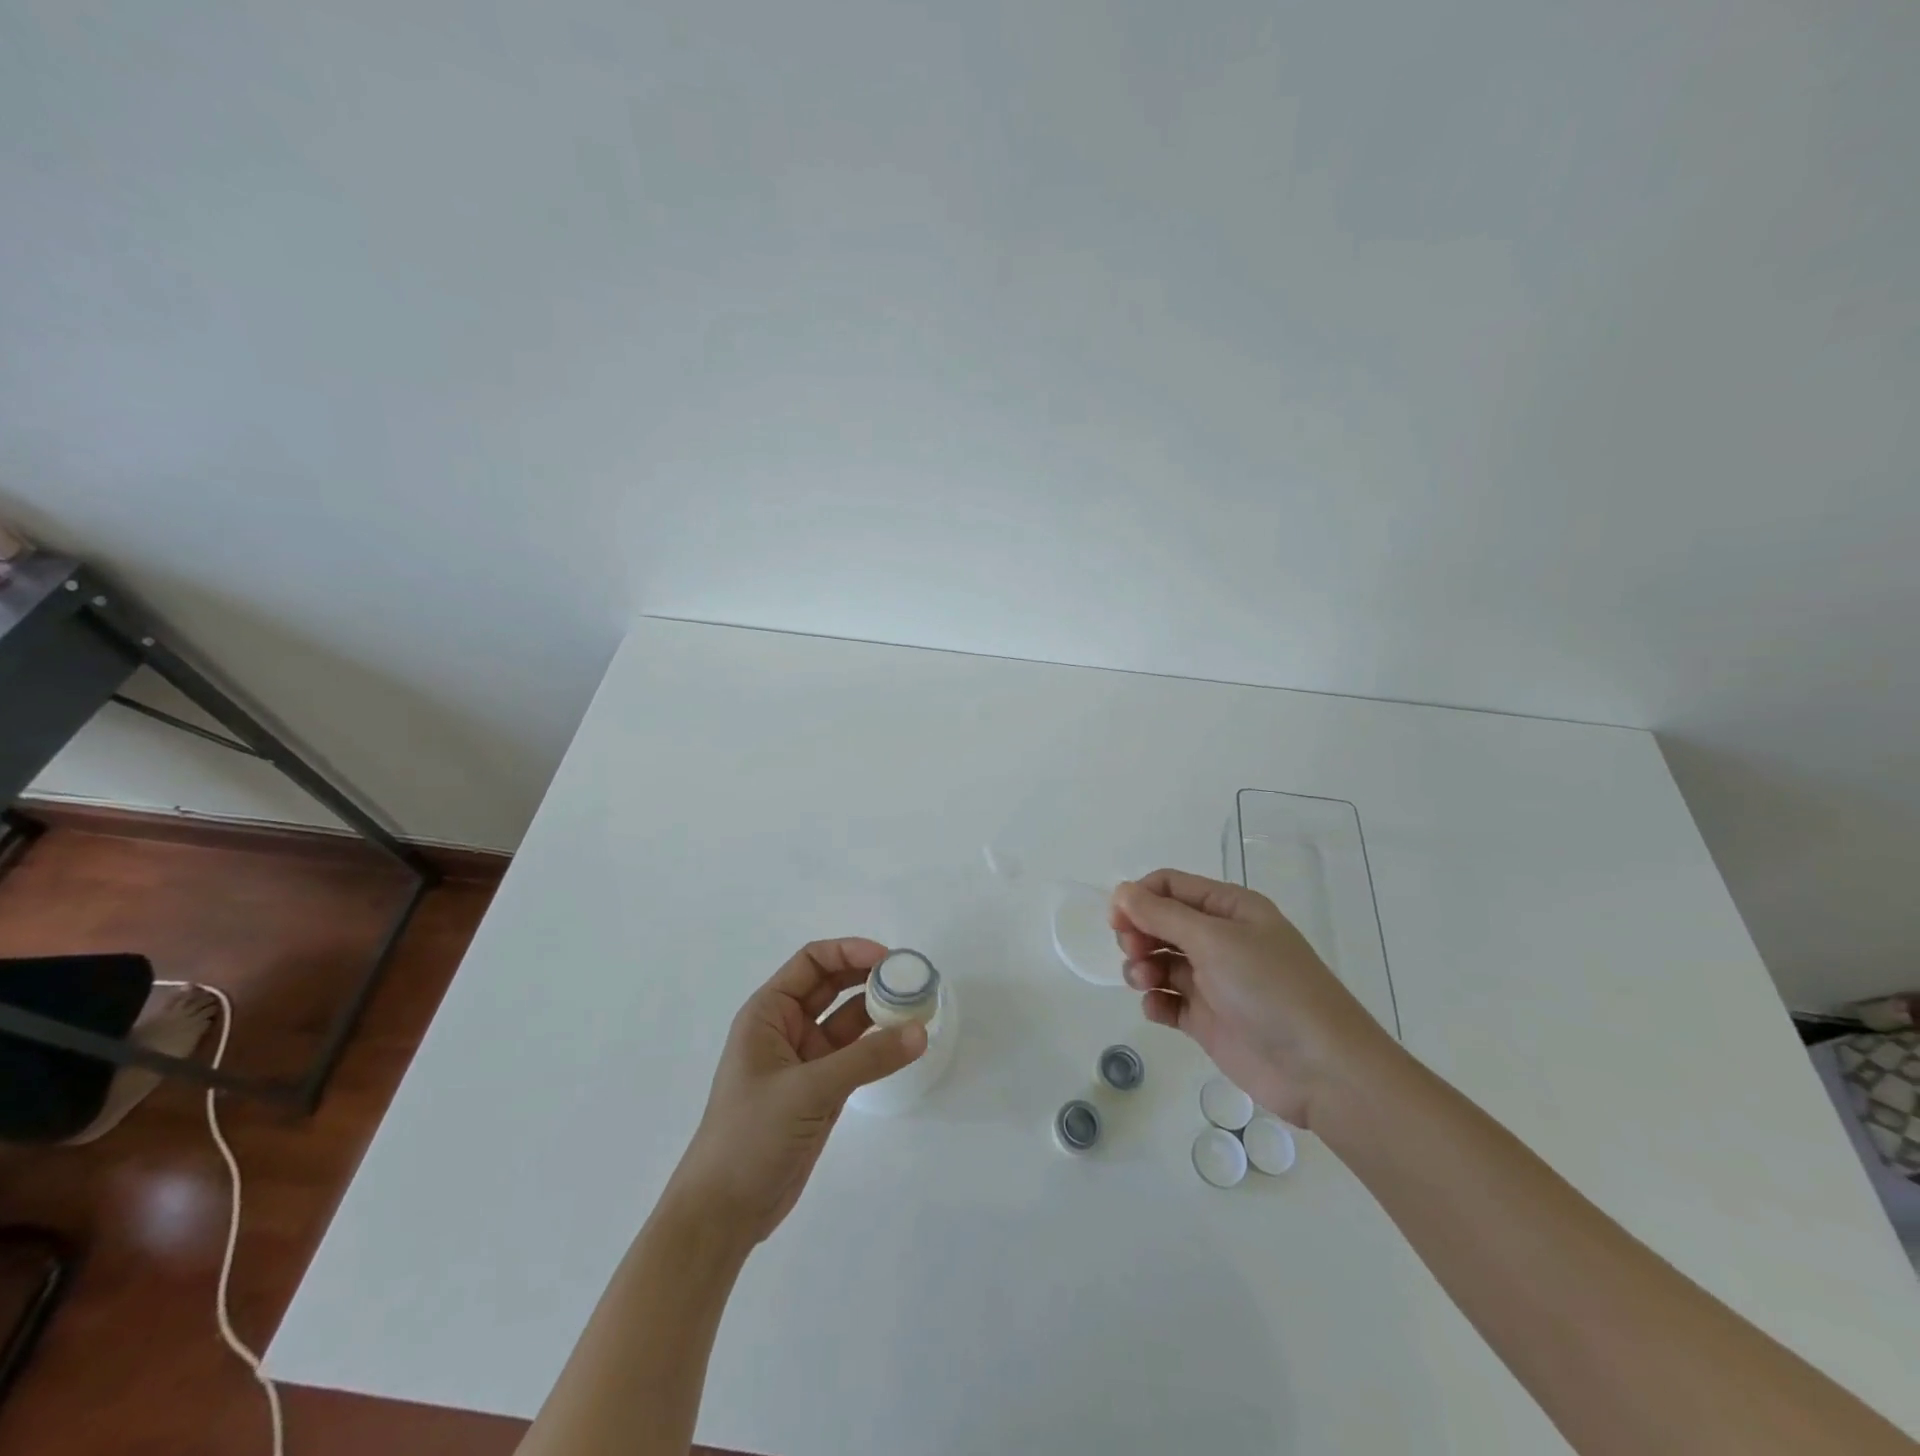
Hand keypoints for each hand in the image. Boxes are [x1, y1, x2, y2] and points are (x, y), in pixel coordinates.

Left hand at [666, 938, 925, 1245]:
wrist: (723, 1213)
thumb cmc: (750, 1136)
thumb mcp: (807, 1090)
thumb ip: (866, 1059)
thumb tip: (919, 1031)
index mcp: (768, 1014)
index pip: (811, 962)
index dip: (849, 952)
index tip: (889, 959)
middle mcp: (786, 1029)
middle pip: (833, 986)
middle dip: (870, 978)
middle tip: (910, 981)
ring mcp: (805, 1061)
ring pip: (848, 1022)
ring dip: (880, 1013)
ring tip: (918, 1008)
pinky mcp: (821, 1091)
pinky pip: (856, 1056)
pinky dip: (880, 1047)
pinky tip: (906, 1043)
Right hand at [1111, 869, 1396, 1128]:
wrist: (1321, 1070)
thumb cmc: (1270, 989)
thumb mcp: (1214, 941)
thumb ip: (1162, 915)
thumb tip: (1121, 891)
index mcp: (1229, 909)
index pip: (1171, 887)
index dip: (1139, 898)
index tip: (1117, 921)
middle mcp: (1220, 939)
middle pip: (1160, 922)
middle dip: (1139, 933)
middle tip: (1134, 952)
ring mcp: (1214, 980)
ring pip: (1160, 960)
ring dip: (1142, 966)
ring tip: (1146, 982)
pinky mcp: (1208, 1019)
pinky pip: (1168, 1001)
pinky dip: (1155, 1001)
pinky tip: (1158, 1009)